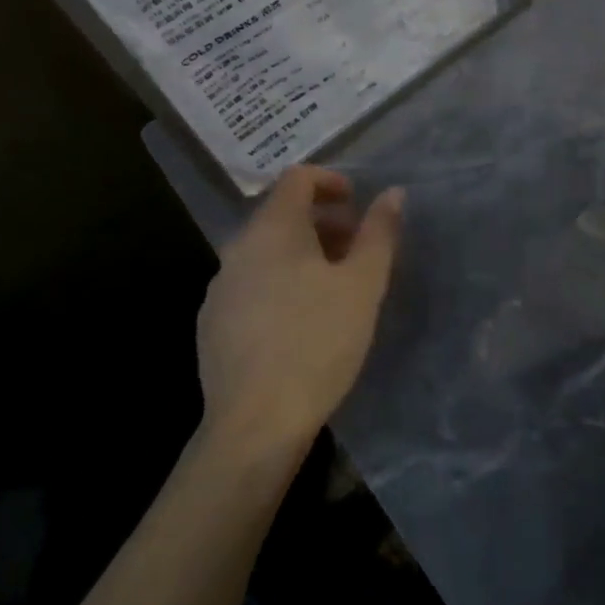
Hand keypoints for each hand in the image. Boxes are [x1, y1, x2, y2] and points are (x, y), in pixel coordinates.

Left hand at [196, 166, 402, 460]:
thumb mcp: (363, 284)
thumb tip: (392, 193)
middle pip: (281, 214)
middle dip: (322, 222)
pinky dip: (279, 282)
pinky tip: (300, 321)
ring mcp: (220, 288)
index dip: (330, 181)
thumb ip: (379, 232)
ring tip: (333, 287)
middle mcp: (238, 248)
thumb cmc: (317, 342)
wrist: (254, 426)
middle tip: (355, 249)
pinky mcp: (212, 324)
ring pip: (265, 251)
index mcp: (273, 229)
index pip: (297, 178)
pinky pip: (251, 283)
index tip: (356, 203)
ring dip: (302, 253)